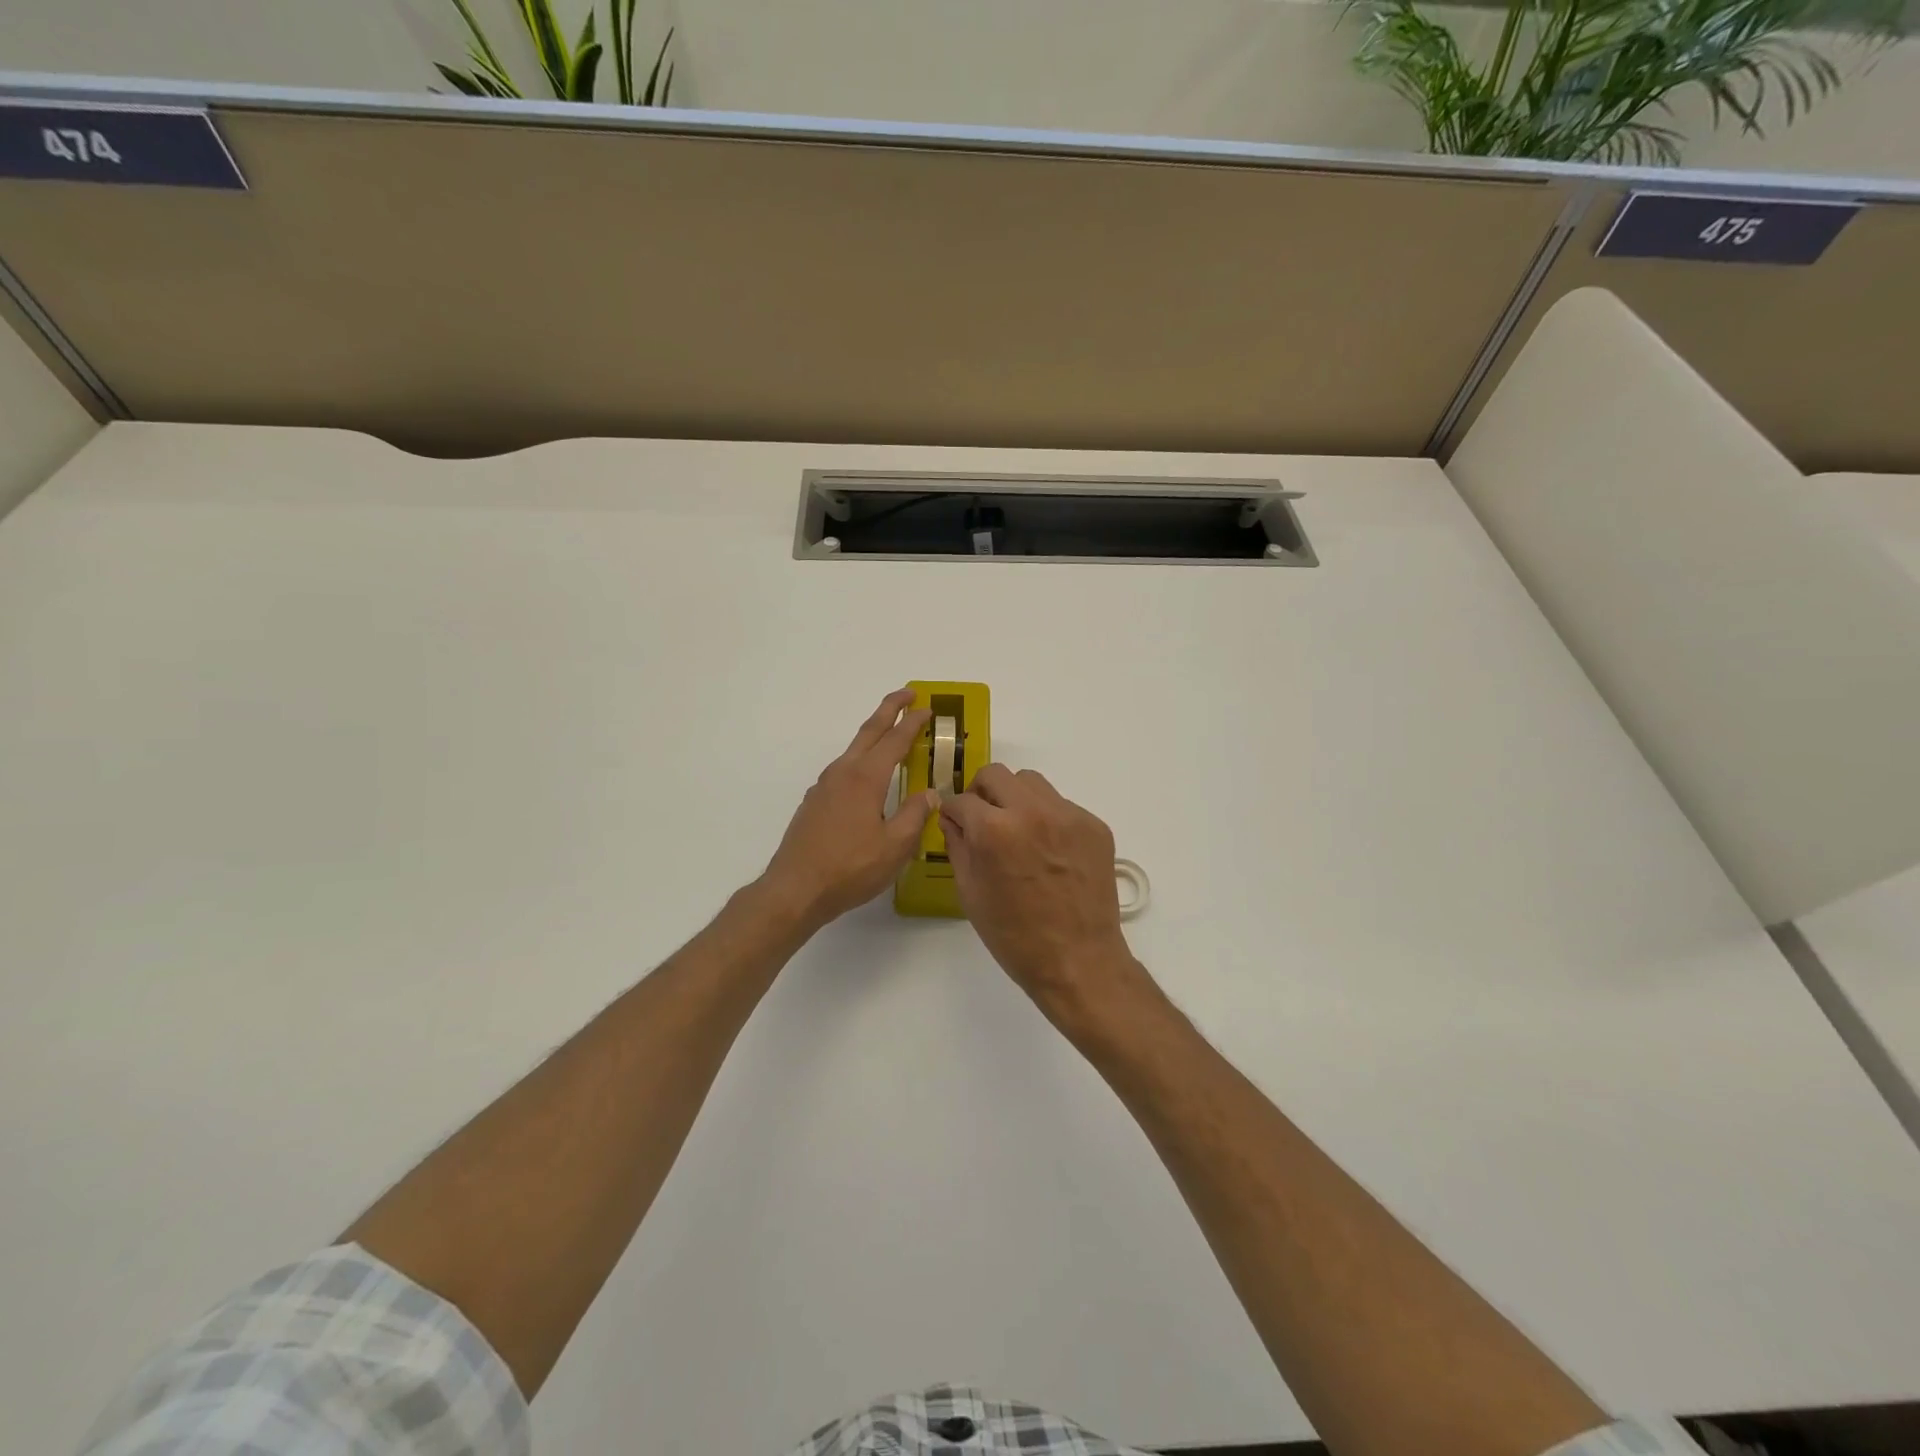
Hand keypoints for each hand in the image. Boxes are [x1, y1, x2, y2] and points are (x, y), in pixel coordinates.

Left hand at [760, 689, 938, 933]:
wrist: (795, 889)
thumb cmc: (850, 868)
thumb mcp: (895, 846)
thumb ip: (915, 815)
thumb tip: (930, 794)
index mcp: (866, 778)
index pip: (895, 740)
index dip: (913, 722)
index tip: (927, 708)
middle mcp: (843, 773)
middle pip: (869, 731)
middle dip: (889, 709)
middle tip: (908, 694)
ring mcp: (824, 786)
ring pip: (854, 750)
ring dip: (874, 735)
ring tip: (891, 734)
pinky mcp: (814, 802)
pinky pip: (843, 770)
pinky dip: (861, 760)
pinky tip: (867, 779)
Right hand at [940, 765, 1143, 1017]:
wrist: (1079, 961)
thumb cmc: (1015, 936)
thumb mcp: (971, 893)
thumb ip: (958, 846)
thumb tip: (953, 819)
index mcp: (995, 830)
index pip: (962, 799)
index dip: (954, 813)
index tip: (956, 823)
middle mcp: (1032, 811)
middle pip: (996, 775)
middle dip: (982, 793)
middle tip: (983, 819)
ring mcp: (1068, 815)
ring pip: (1031, 783)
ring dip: (1015, 798)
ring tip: (1017, 831)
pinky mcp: (1094, 825)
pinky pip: (1060, 806)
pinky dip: (1047, 818)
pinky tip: (1048, 851)